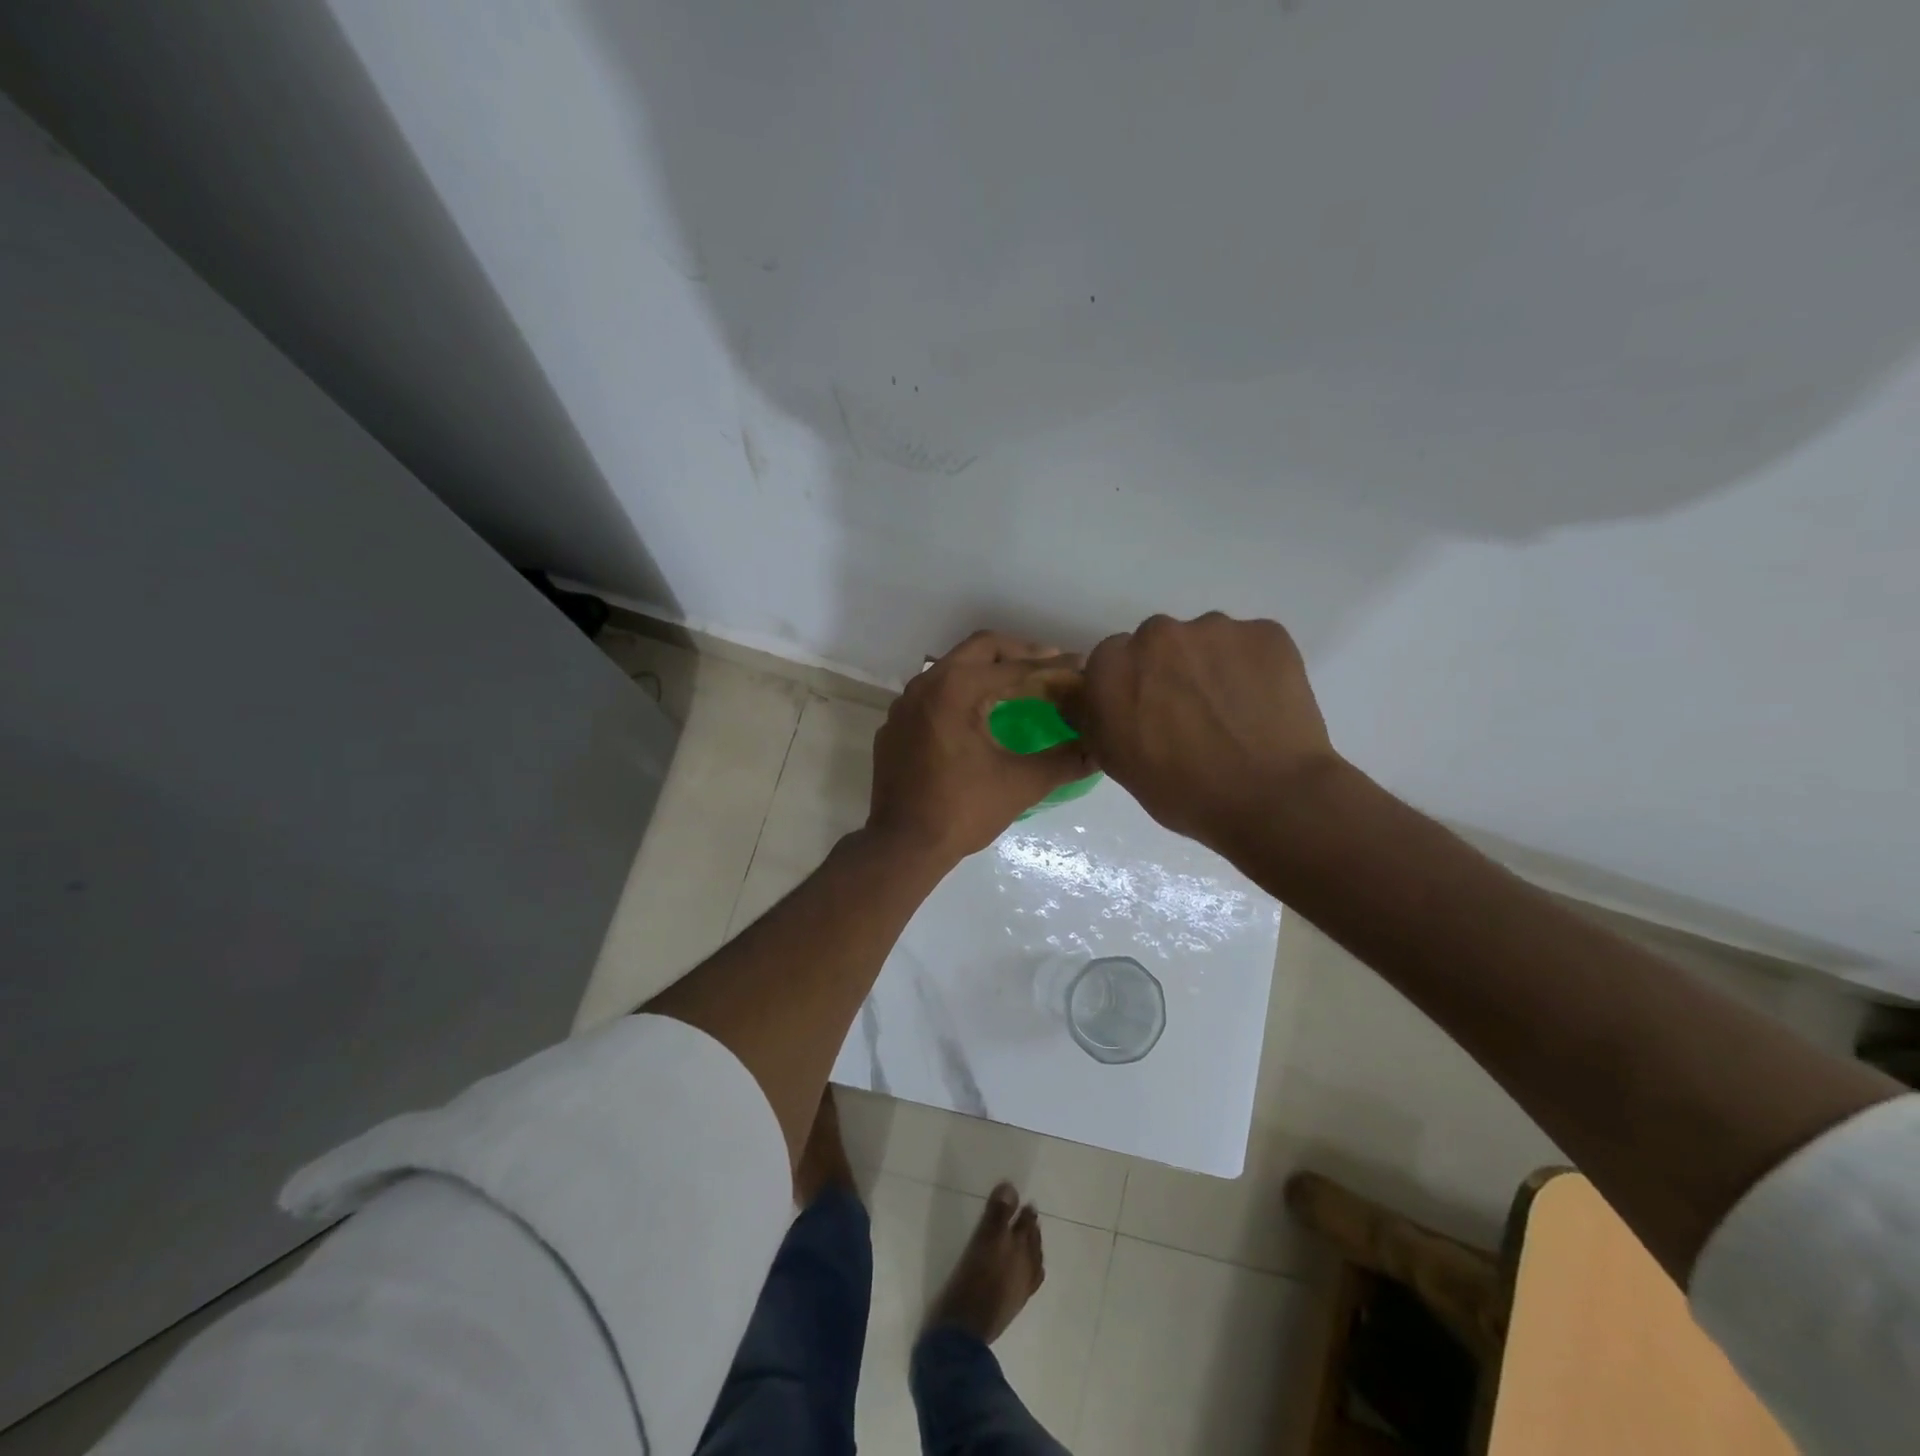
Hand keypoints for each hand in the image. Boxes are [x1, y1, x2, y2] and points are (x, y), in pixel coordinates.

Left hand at [868, 631, 1093, 863]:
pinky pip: (932, 694)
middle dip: (1019, 653)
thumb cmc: (962, 811)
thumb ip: (1064, 760)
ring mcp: (904, 704)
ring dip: (987, 670)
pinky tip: (978, 715)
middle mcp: (925, 684)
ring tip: (1019, 686)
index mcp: (955, 689)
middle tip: (1051, 666)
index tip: (1079, 667)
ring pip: (952, 668)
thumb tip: (1098, 749)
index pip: (1014, 667)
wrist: (901, 846)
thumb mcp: (1021, 784)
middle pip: (980, 649)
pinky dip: (960, 693)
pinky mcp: (895, 725)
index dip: (1052, 667)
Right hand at [1062, 613, 1340, 855]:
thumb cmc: (1183, 792)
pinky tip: (1262, 705)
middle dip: (1166, 671)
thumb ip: (1094, 717)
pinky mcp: (1265, 631)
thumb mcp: (1116, 762)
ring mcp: (1215, 628)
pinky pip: (1248, 645)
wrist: (1271, 799)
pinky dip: (1251, 668)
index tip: (1145, 716)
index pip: (1108, 662)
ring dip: (1209, 667)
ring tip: (1232, 712)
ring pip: (1203, 641)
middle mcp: (1157, 634)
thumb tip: (1086, 697)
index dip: (1127, 689)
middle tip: (1189, 714)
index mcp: (1112, 666)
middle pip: (1155, 644)